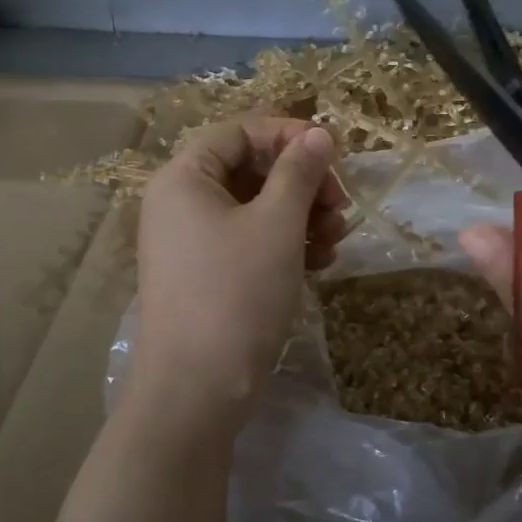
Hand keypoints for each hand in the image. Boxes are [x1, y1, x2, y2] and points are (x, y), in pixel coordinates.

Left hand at [132, 117, 346, 425]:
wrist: (197, 390)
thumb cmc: (237, 294)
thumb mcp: (277, 225)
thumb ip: (299, 172)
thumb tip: (318, 134)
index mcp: (184, 178)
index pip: (239, 132)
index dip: (289, 135)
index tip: (334, 153)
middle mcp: (180, 203)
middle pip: (250, 170)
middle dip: (302, 183)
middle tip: (341, 205)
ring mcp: (191, 242)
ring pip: (254, 208)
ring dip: (300, 216)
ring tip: (334, 240)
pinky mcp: (206, 275)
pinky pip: (248, 241)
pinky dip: (284, 245)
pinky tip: (319, 262)